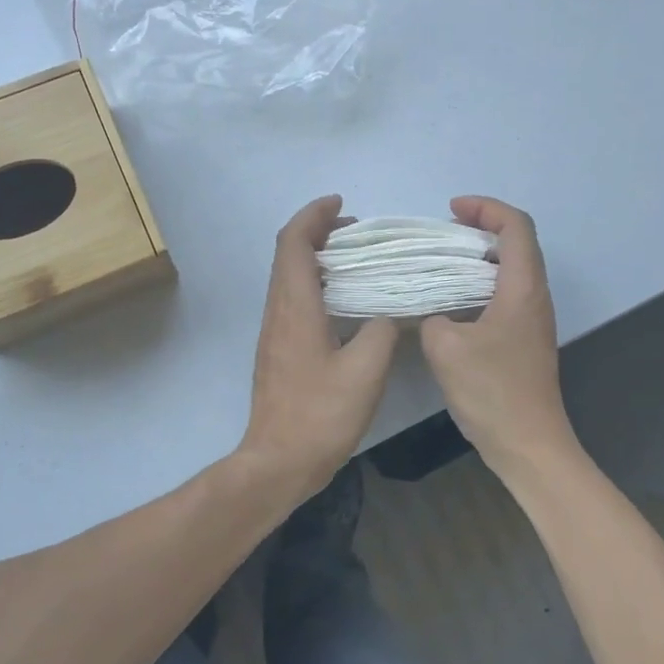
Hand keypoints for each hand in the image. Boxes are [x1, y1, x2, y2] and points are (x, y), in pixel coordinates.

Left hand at [237, 196, 398, 503]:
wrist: (278, 460)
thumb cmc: (321, 414)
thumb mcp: (365, 371)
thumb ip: (382, 331)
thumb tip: (389, 314)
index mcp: (295, 307)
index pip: (294, 243)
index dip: (313, 216)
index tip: (340, 203)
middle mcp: (278, 311)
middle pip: (288, 254)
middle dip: (317, 231)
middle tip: (355, 230)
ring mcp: (274, 331)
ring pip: (289, 276)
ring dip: (316, 257)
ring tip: (355, 258)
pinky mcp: (278, 349)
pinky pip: (293, 298)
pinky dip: (315, 282)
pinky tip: (344, 301)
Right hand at [419, 196, 577, 473]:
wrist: (528, 444)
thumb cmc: (492, 391)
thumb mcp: (445, 348)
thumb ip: (431, 317)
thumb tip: (432, 314)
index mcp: (522, 288)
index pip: (516, 226)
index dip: (486, 208)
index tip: (451, 210)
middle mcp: (534, 297)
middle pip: (517, 244)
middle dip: (480, 228)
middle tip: (442, 234)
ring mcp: (532, 320)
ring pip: (510, 271)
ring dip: (478, 258)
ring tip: (440, 263)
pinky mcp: (523, 340)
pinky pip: (503, 295)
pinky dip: (478, 285)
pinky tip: (449, 302)